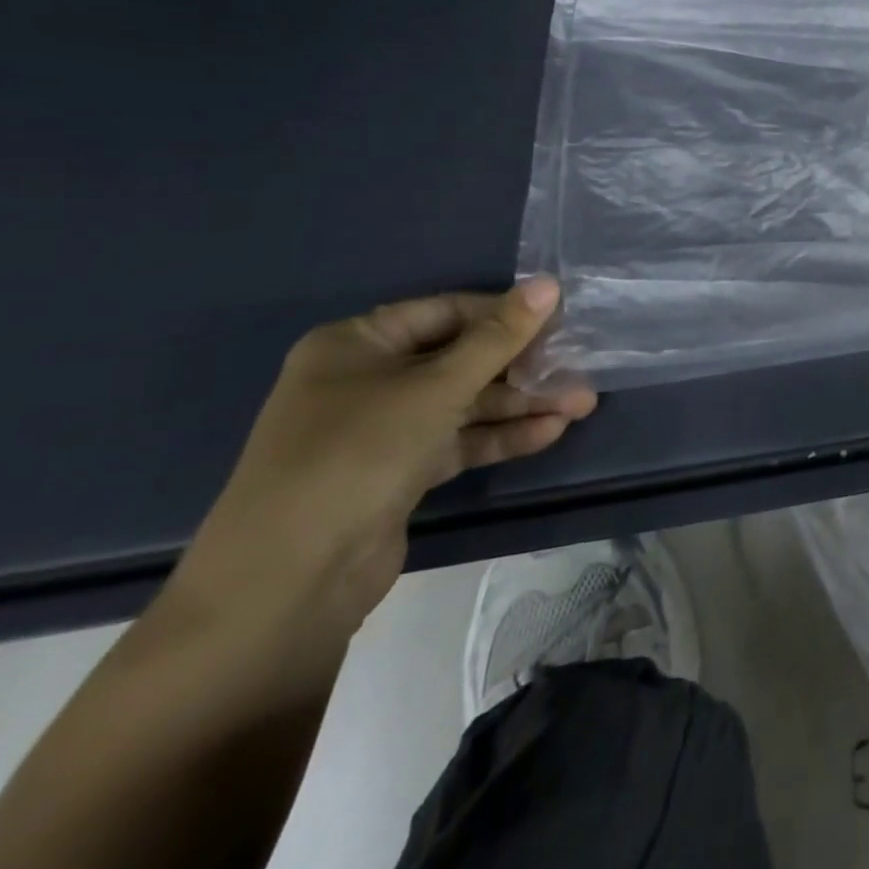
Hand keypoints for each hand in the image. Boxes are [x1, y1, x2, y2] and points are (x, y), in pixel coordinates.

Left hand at [169, 277, 597, 637]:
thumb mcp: (437, 387)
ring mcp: (381, 430)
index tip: (562, 320)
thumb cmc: (358, 454)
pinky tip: (550, 432)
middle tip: (580, 368)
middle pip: (460, 359)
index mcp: (357, 344)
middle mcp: (366, 380)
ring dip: (522, 404)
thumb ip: (499, 337)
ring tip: (582, 404)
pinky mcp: (398, 473)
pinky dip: (500, 436)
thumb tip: (549, 284)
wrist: (286, 584)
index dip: (505, 314)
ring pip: (465, 403)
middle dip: (523, 367)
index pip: (447, 312)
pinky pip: (458, 441)